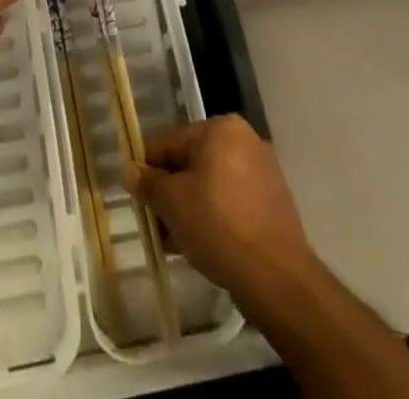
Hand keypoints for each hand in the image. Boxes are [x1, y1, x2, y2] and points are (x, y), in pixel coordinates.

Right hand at [125, 115, 314, 297]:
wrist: (277, 279)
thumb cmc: (218, 225)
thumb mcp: (172, 202)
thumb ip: (148, 182)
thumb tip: (131, 170)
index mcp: (220, 128)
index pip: (169, 142)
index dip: (147, 167)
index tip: (135, 194)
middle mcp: (244, 140)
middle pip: (191, 162)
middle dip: (170, 191)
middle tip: (155, 221)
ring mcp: (263, 172)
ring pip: (211, 184)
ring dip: (189, 206)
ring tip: (174, 240)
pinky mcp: (273, 204)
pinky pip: (231, 202)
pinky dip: (213, 216)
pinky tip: (200, 244)